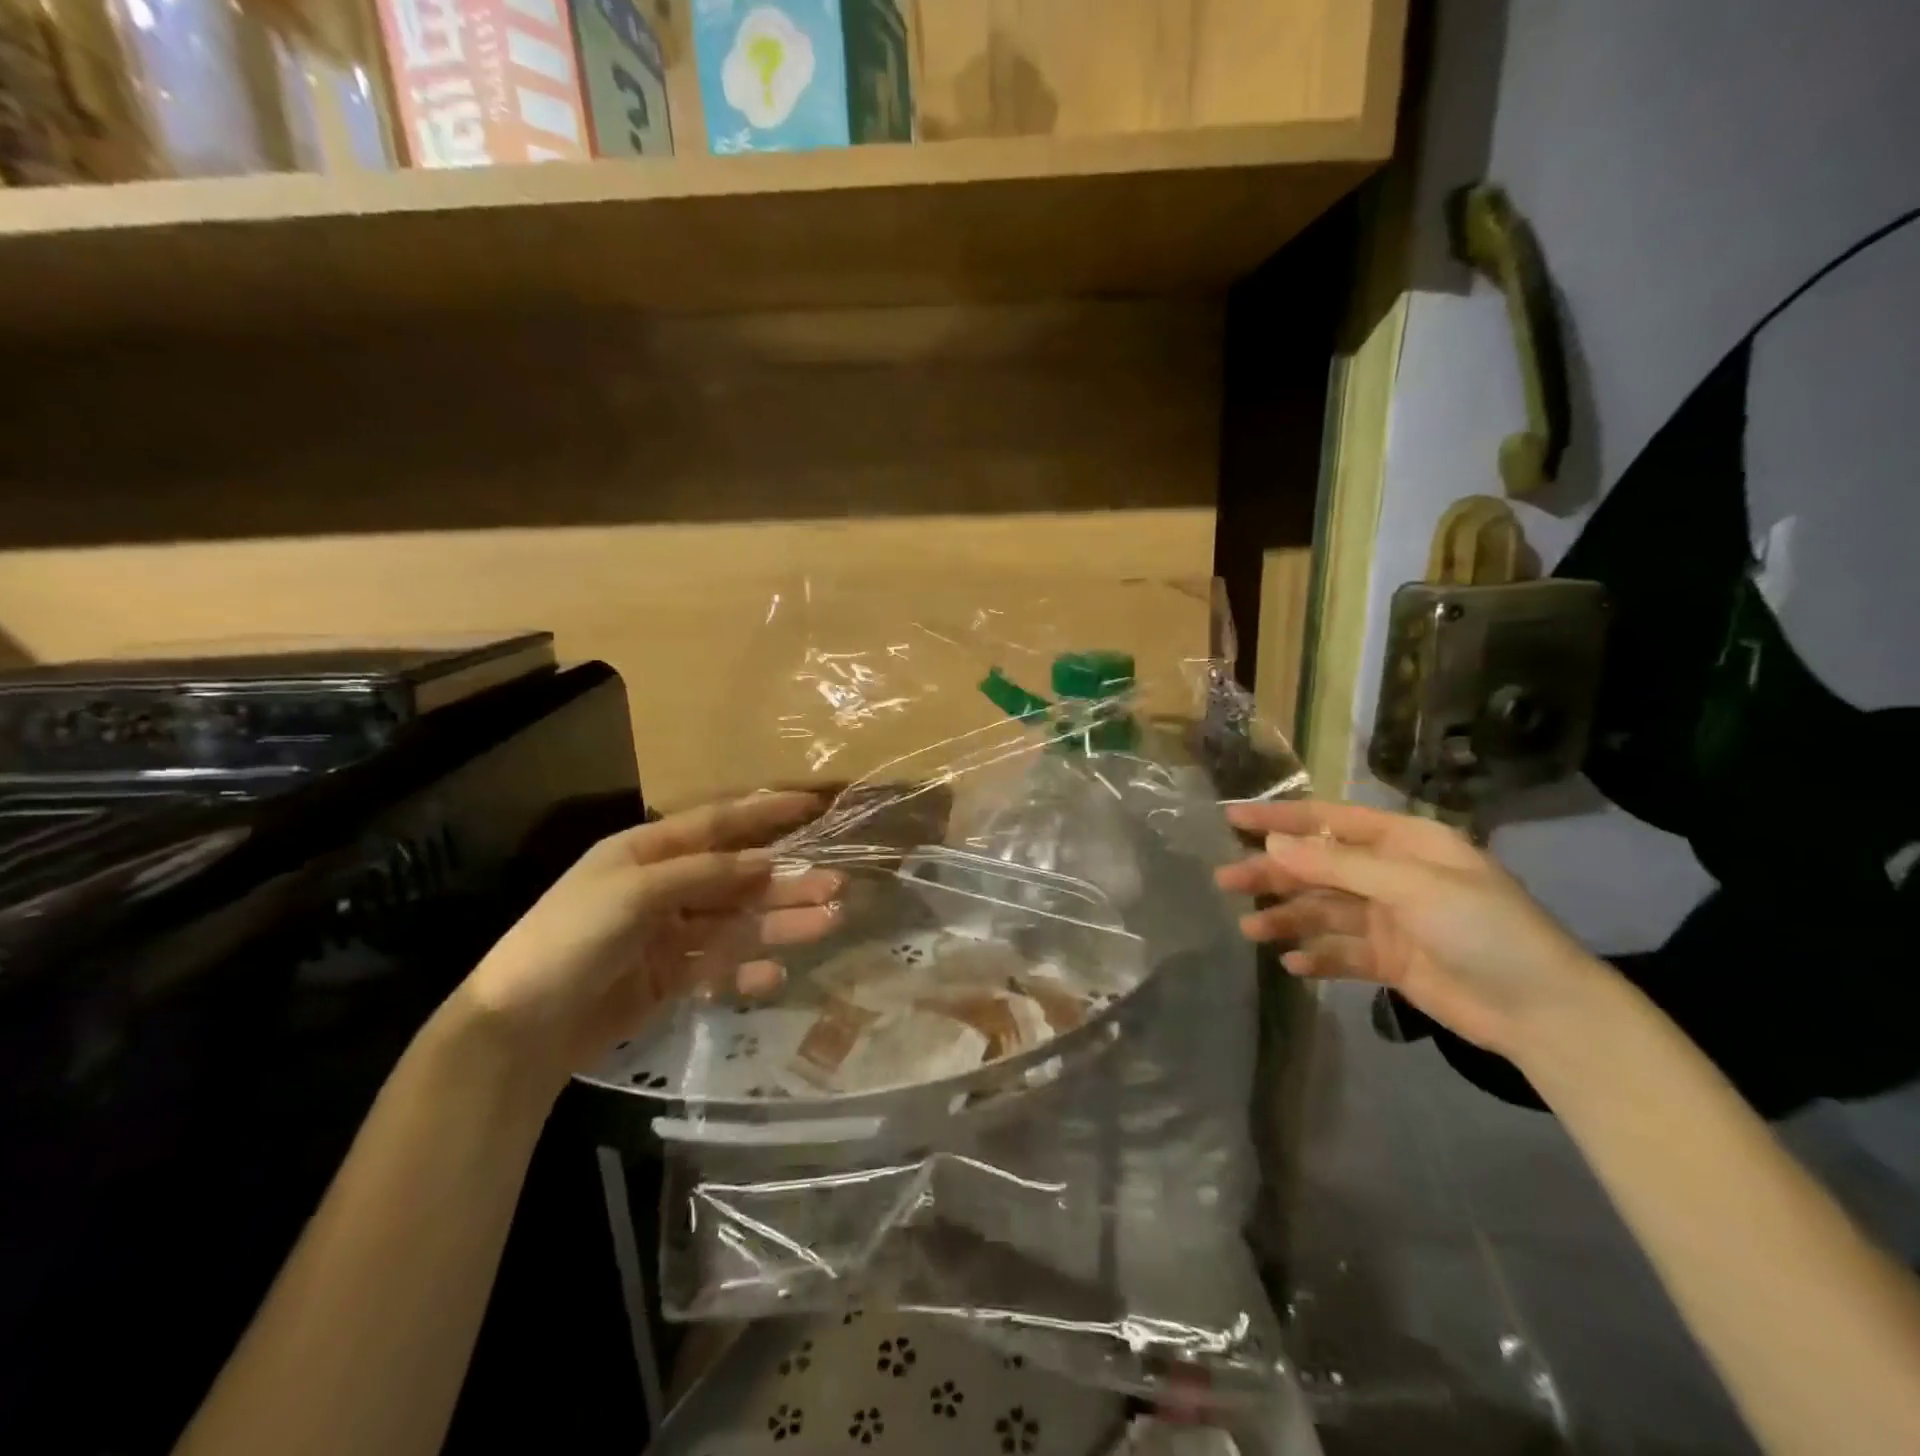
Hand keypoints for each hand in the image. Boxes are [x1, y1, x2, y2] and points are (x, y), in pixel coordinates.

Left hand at [454, 792, 841, 1090]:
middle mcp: (664, 886)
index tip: (813, 804)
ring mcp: (669, 934)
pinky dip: (747, 970)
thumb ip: (704, 874)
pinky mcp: (671, 978)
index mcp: (648, 851)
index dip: (766, 812)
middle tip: (836, 884)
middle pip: (737, 878)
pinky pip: (720, 965)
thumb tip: (765, 862)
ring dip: (781, 922)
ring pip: (738, 922)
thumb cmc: (571, 939)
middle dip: (786, 880)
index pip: (718, 822)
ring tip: (829, 922)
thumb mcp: (634, 893)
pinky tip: (775, 975)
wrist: (518, 1030)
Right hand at [1216, 799, 1607, 1061]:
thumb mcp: (1411, 887)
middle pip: (1318, 866)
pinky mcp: (1391, 961)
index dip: (1280, 818)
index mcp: (1404, 843)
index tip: (1232, 818)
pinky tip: (1292, 965)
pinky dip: (1316, 956)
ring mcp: (1390, 919)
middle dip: (1273, 872)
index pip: (1330, 820)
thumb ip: (1338, 865)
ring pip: (1323, 910)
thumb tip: (1273, 846)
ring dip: (1287, 917)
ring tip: (1250, 930)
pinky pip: (1341, 952)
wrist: (1546, 1013)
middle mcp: (1392, 875)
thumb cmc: (1484, 930)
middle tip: (1225, 880)